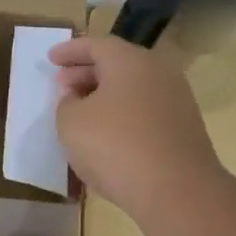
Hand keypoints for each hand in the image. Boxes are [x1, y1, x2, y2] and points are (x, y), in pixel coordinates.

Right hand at [51, 35, 222, 222]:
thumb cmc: (115, 146)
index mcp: (129, 61)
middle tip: (62, 85)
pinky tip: (107, 134)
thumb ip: (66, 103)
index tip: (50, 58)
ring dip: (105, 95)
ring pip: (133, 88)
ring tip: (81, 111)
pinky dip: (123, 113)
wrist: (177, 190)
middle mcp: (157, 72)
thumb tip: (75, 96)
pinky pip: (145, 110)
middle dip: (86, 72)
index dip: (70, 51)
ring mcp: (176, 100)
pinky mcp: (184, 128)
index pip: (96, 44)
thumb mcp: (71, 123)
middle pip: (117, 63)